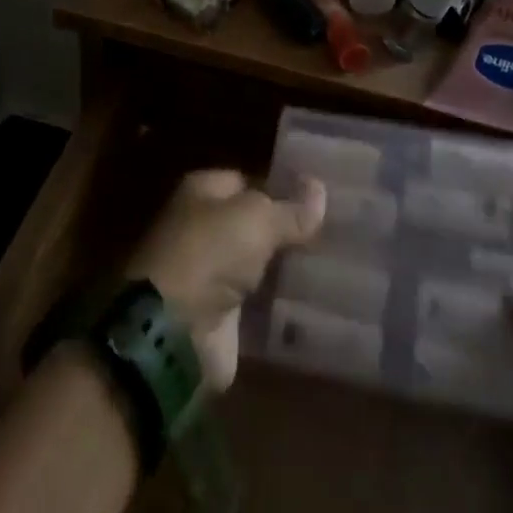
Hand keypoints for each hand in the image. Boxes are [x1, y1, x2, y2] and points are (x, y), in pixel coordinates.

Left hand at [125, 171, 325, 389]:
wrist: (174, 331)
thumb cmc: (210, 253)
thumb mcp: (257, 220)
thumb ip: (291, 209)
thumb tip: (321, 188)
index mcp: (203, 191)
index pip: (248, 181)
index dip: (281, 188)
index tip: (321, 199)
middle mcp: (204, 227)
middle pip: (254, 224)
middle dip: (288, 230)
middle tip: (336, 233)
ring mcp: (211, 272)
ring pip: (258, 263)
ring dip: (287, 268)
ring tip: (337, 266)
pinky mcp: (221, 313)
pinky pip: (259, 302)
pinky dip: (281, 304)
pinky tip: (318, 301)